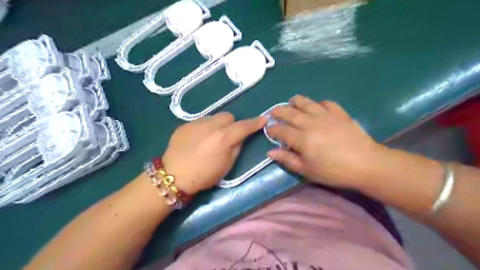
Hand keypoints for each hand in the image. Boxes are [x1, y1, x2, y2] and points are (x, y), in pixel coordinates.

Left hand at [163, 113, 267, 194]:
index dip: (255, 122)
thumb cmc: (204, 175)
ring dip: (217, 125)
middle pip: (228, 116)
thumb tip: (240, 137)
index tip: (263, 119)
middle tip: (229, 136)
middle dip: (232, 124)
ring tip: (211, 138)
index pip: (244, 126)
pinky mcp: (185, 125)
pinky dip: (204, 128)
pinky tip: (198, 140)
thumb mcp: (227, 165)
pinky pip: (200, 122)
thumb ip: (236, 147)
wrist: (173, 176)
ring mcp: (196, 123)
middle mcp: (211, 125)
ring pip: (214, 117)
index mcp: (224, 137)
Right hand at [268, 95, 384, 189]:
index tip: (269, 129)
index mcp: (302, 139)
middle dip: (279, 111)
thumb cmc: (334, 171)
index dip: (273, 129)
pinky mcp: (340, 113)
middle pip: (290, 113)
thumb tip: (270, 152)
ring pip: (307, 103)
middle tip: (273, 111)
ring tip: (291, 100)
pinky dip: (320, 103)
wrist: (366, 164)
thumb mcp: (307, 170)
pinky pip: (327, 103)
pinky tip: (318, 106)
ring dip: (296, 101)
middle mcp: (311, 123)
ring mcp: (326, 116)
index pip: (281, 130)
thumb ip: (288, 160)